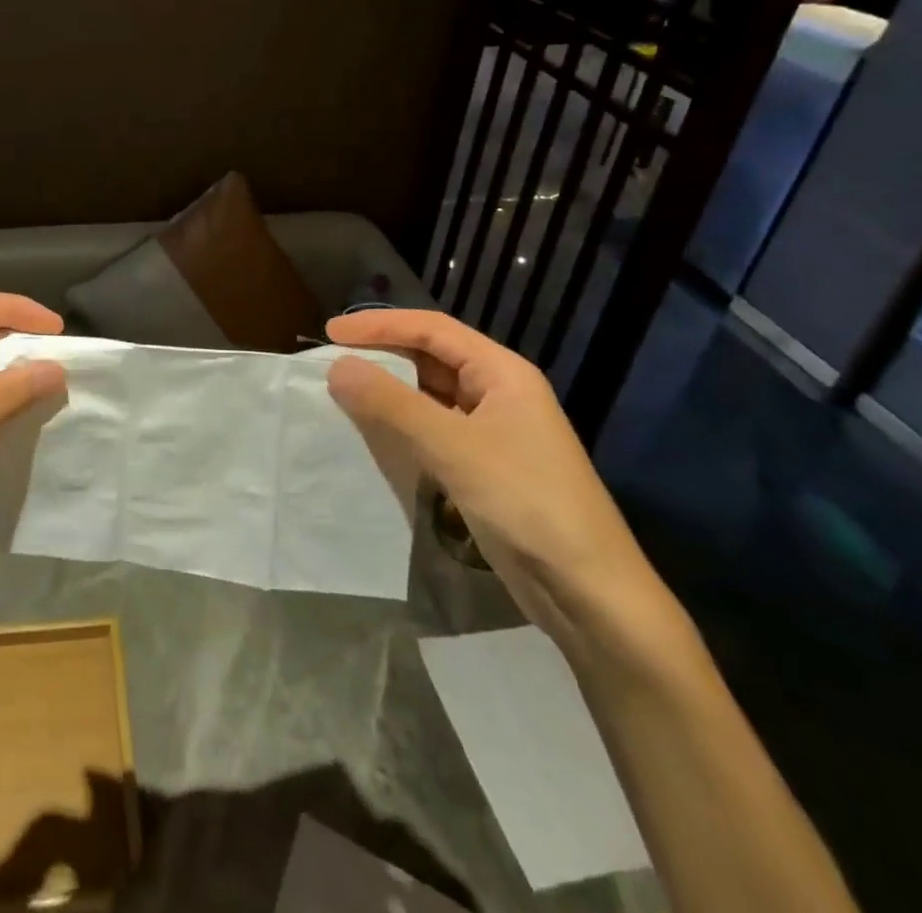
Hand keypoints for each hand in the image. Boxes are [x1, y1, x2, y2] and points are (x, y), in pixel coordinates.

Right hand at [326, 310, 673, 658]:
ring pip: (430, 395)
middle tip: (331, 361)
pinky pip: (434, 430)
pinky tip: (374, 434)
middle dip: (382, 355)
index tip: (330, 334)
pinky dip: (402, 425)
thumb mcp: (453, 447)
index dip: (379, 325)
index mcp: (502, 372)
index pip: (431, 329)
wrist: (591, 594)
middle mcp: (499, 393)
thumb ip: (391, 403)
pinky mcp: (485, 467)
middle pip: (431, 358)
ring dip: (389, 391)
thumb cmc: (527, 503)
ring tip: (342, 392)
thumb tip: (336, 367)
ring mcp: (494, 432)